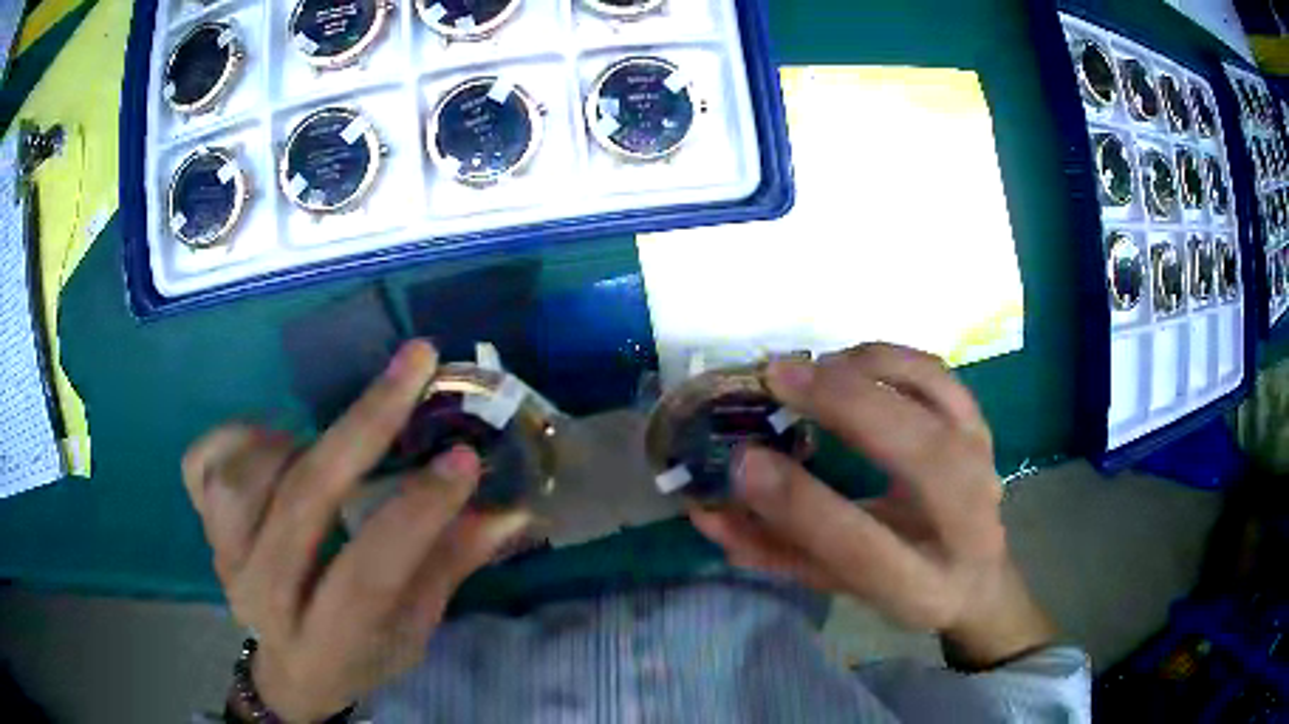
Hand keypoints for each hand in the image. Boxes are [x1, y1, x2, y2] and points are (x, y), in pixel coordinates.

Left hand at [181, 340, 529, 721]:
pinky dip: (242, 436)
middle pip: (302, 505)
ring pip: (246, 474)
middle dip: (363, 426)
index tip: (464, 457)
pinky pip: (205, 461)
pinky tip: (275, 449)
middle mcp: (265, 600)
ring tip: (327, 446)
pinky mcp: (203, 530)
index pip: (369, 573)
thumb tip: (508, 507)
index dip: (416, 514)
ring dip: (295, 441)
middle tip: (414, 364)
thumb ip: (448, 565)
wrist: (289, 671)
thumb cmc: (359, 654)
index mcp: (328, 640)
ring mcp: (225, 560)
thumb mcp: (414, 629)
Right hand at [688, 343, 1053, 669]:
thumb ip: (774, 553)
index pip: (862, 549)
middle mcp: (968, 524)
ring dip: (870, 368)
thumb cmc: (900, 588)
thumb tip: (706, 510)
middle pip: (921, 454)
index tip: (743, 461)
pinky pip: (941, 374)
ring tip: (813, 367)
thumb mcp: (835, 587)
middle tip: (778, 377)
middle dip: (845, 405)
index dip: (800, 504)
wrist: (977, 578)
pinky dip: (894, 357)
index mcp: (924, 587)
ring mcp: (983, 466)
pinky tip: (852, 362)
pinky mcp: (982, 429)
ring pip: (941, 399)